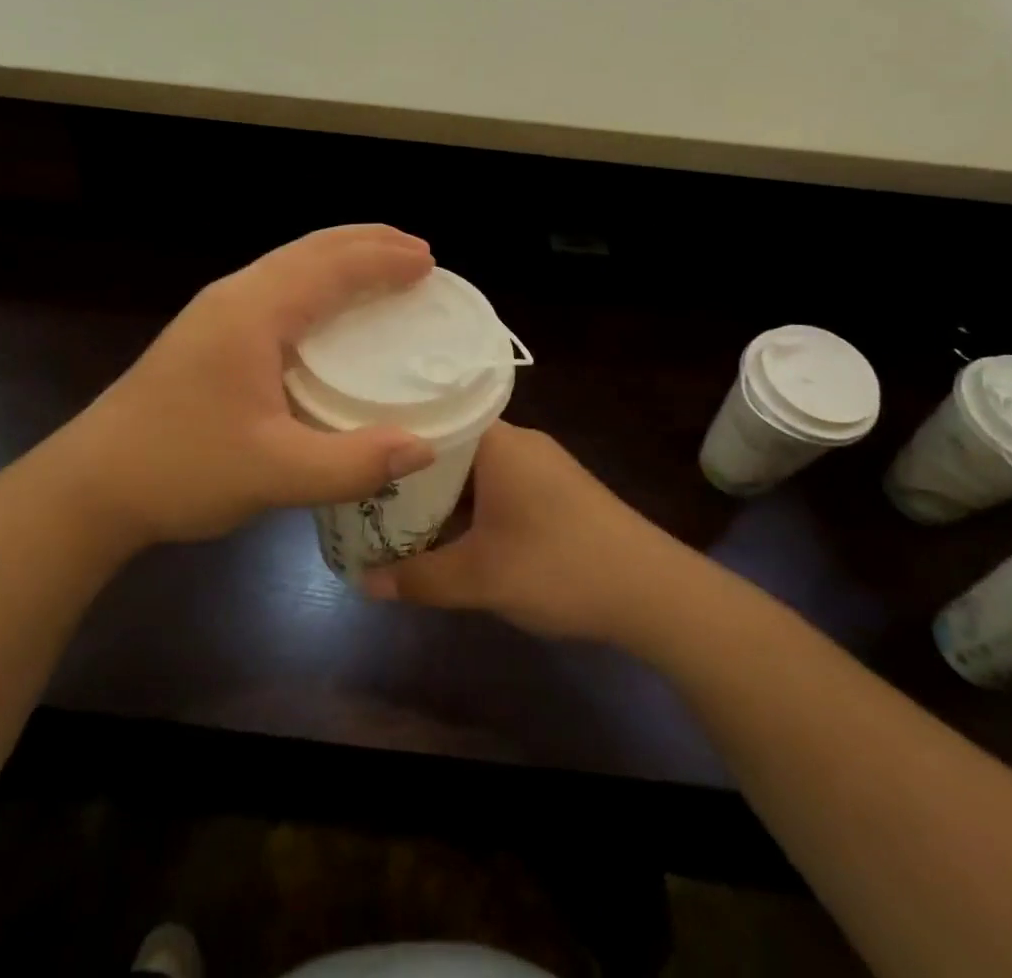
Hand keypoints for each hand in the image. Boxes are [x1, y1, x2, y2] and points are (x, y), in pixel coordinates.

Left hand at [47, 226, 437, 551]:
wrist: (92, 483)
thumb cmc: (180, 468)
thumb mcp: (273, 473)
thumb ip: (351, 464)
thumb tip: (423, 448)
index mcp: (252, 311)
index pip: (330, 266)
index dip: (382, 260)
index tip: (429, 263)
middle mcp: (235, 296)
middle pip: (310, 249)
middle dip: (367, 244)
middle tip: (419, 254)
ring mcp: (216, 312)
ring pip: (290, 263)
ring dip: (340, 258)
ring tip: (383, 267)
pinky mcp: (208, 333)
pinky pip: (276, 286)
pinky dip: (317, 282)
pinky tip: (328, 310)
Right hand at [361, 422, 684, 645]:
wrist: (653, 592)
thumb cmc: (559, 568)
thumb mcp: (480, 578)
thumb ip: (418, 578)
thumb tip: (363, 583)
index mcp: (497, 442)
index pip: (432, 418)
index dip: (391, 437)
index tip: (357, 454)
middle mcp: (518, 442)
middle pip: (450, 445)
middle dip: (411, 473)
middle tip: (368, 493)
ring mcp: (540, 465)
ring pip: (474, 469)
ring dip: (442, 493)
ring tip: (397, 513)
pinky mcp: (556, 490)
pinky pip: (497, 484)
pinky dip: (470, 504)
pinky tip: (451, 532)